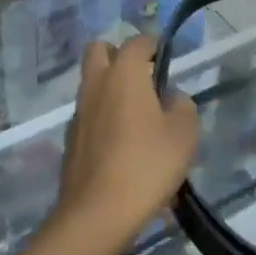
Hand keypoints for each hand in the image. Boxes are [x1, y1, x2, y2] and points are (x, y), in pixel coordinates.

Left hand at [55, 35, 200, 244]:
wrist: (98, 211)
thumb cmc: (148, 165)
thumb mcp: (184, 134)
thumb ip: (182, 107)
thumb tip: (171, 97)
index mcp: (123, 75)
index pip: (136, 42)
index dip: (152, 44)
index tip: (164, 55)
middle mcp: (95, 85)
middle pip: (98, 51)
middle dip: (119, 55)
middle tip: (143, 77)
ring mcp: (79, 113)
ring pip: (92, 84)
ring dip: (111, 88)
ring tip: (139, 116)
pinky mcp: (71, 139)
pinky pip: (89, 115)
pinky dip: (103, 117)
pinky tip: (123, 144)